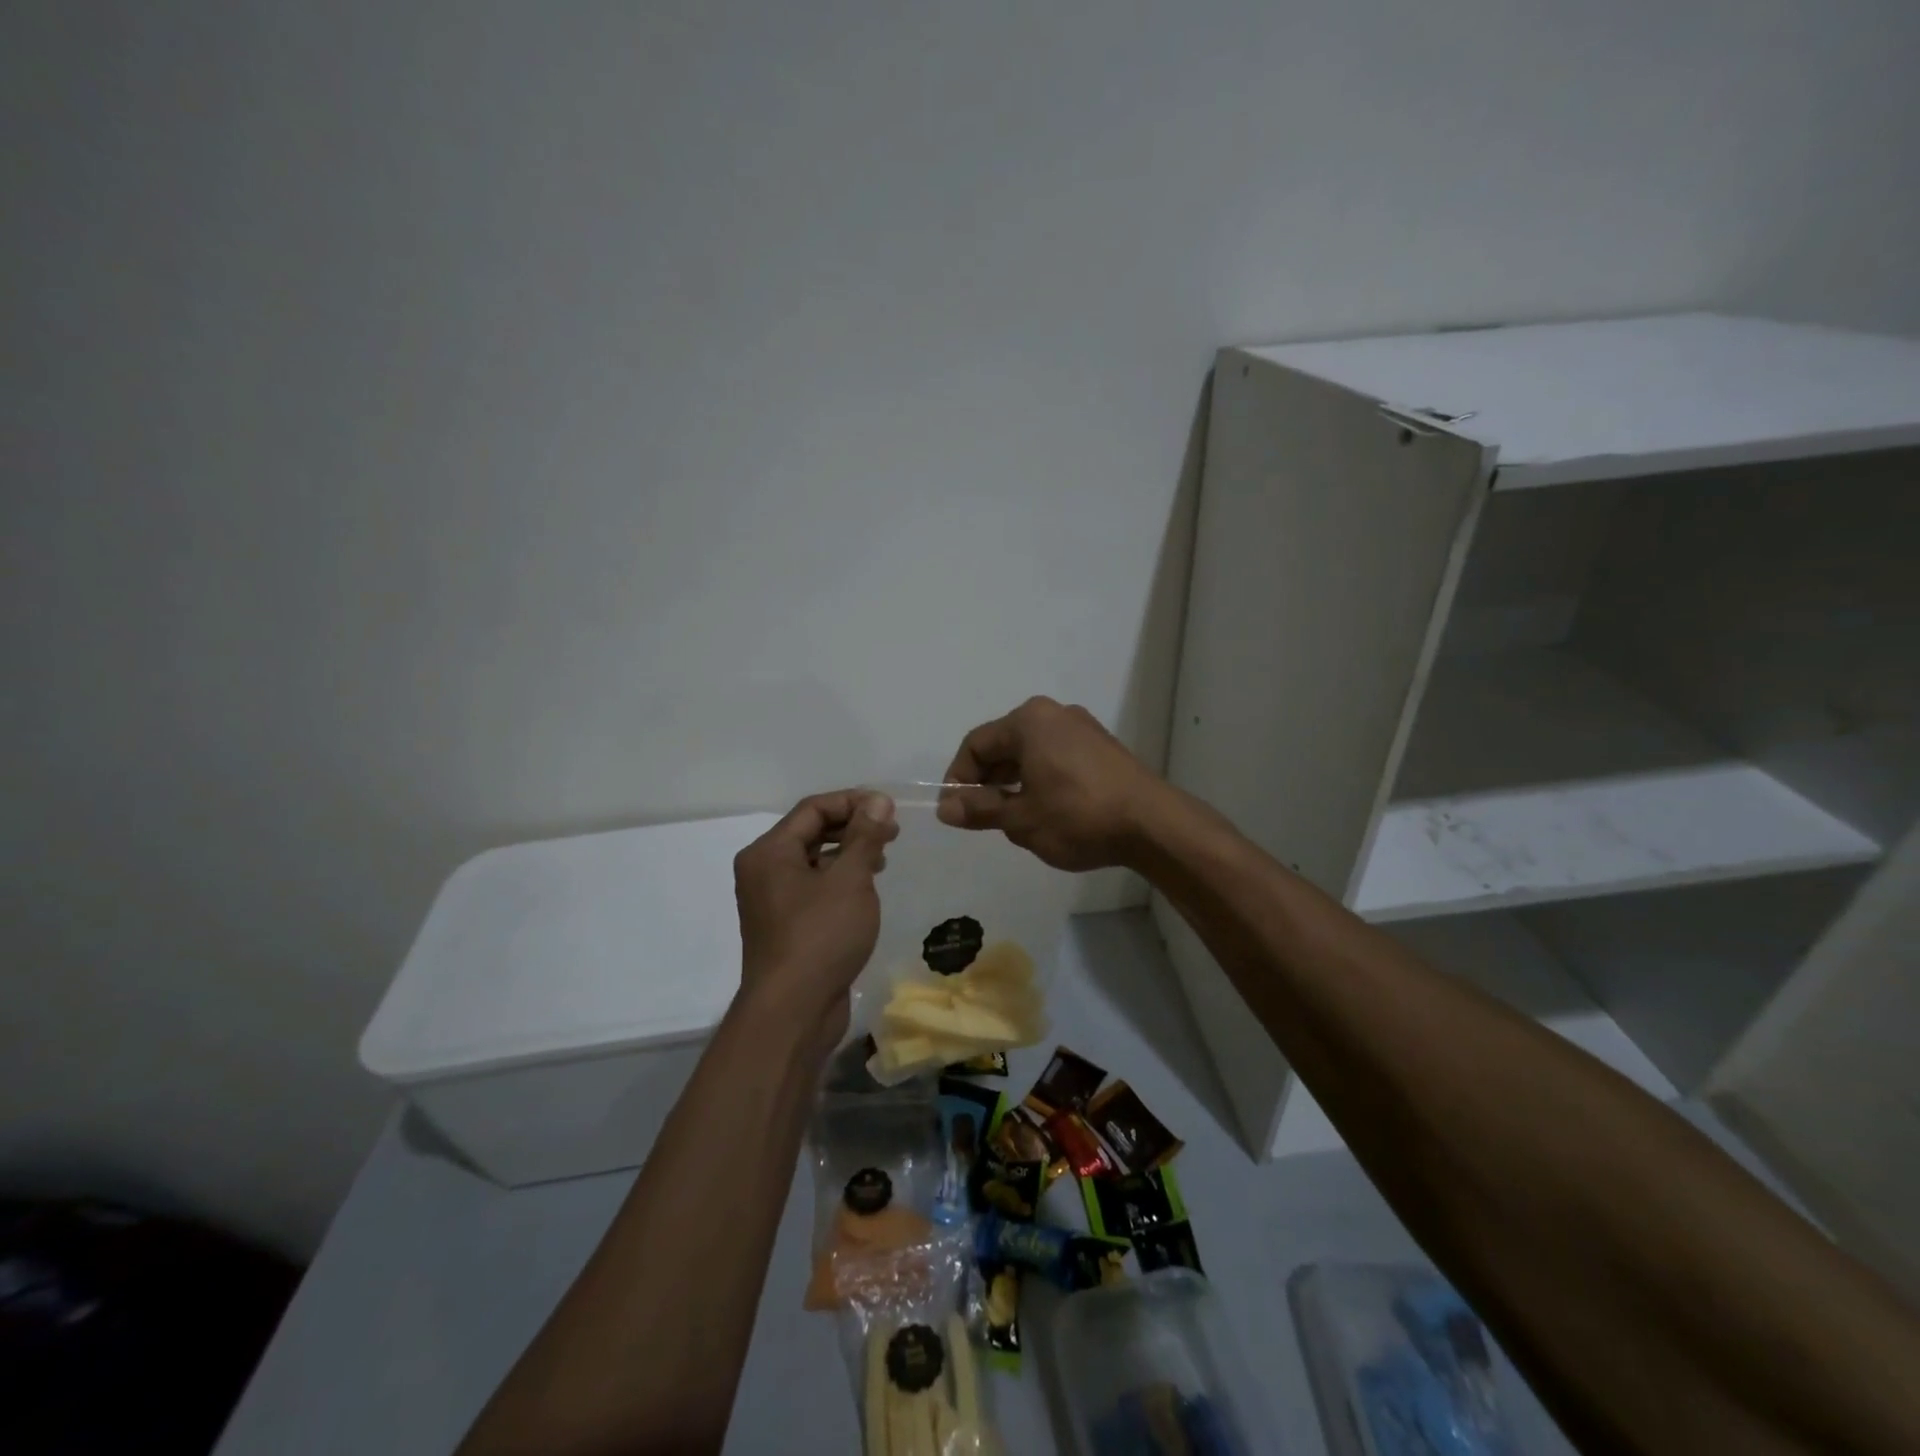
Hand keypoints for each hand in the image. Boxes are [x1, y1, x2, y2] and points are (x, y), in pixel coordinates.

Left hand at [733, 791, 898, 1041]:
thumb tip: (877, 800)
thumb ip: (865, 835)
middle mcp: (763, 870)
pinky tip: (865, 890)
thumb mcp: (850, 879)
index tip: (890, 808)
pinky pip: (814, 887)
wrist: (793, 1012)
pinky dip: (839, 880)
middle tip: (892, 832)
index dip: (853, 801)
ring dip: (849, 853)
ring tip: (882, 858)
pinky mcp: (786, 926)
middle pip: (811, 832)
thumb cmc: (821, 936)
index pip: (813, 809)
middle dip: (853, 827)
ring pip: (814, 861)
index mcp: (769, 852)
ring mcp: (772, 900)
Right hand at [936, 696, 1167, 871]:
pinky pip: (1056, 756)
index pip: (976, 744)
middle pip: (1004, 744)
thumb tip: (946, 808)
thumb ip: (980, 810)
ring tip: (1012, 818)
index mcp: (1029, 721)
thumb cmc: (1077, 817)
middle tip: (981, 817)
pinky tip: (1044, 810)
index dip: (959, 778)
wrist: (1152, 824)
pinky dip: (1040, 778)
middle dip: (987, 780)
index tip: (955, 811)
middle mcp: (1054, 714)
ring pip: (1031, 752)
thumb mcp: (1021, 819)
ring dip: (1013, 782)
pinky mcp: (1102, 747)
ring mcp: (1083, 728)